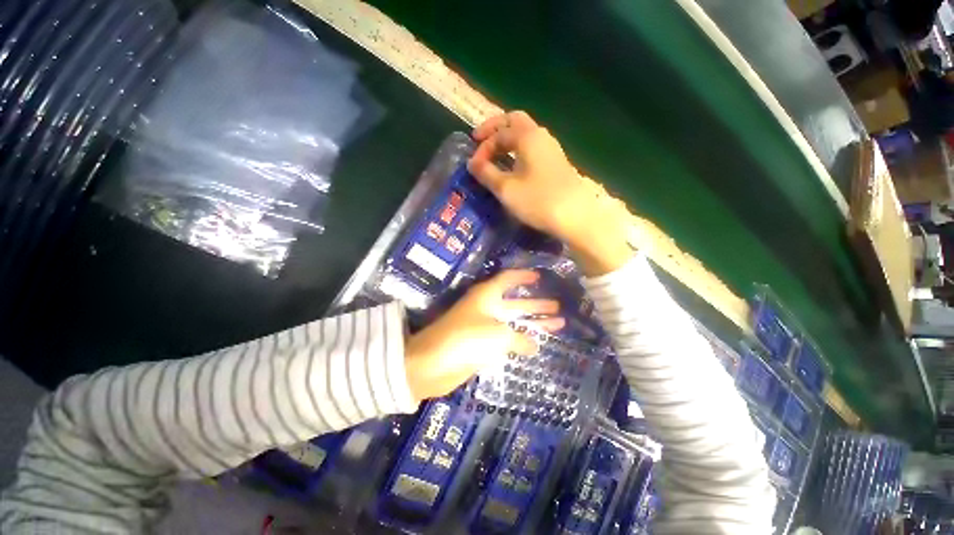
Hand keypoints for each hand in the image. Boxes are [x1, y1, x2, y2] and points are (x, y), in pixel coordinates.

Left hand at [404, 270, 564, 401]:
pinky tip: (535, 345)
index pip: (508, 279)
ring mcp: (483, 327)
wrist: (432, 364)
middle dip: (536, 304)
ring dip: (533, 323)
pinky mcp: (481, 345)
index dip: (523, 276)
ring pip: (513, 322)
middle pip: (516, 302)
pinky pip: (506, 339)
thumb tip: (535, 345)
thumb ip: (520, 338)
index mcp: (487, 295)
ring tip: (557, 324)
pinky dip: (520, 341)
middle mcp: (486, 307)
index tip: (540, 276)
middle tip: (557, 306)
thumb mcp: (498, 335)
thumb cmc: (467, 339)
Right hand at [468, 111, 632, 275]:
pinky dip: (518, 151)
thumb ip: (486, 173)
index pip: (499, 133)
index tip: (474, 166)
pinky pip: (532, 148)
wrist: (576, 217)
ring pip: (525, 135)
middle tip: (480, 142)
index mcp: (528, 136)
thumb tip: (472, 163)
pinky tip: (513, 166)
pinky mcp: (556, 163)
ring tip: (494, 156)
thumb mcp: (506, 189)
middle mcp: (541, 136)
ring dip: (507, 140)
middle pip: (514, 122)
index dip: (483, 147)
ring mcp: (552, 149)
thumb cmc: (538, 201)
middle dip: (495, 130)